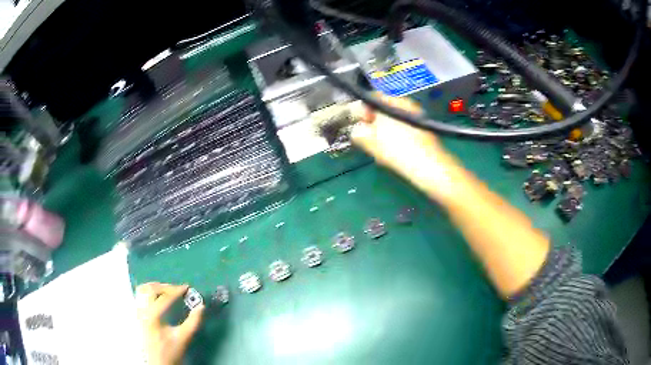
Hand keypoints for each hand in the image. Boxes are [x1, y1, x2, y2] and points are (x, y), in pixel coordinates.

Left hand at [136, 283, 204, 364]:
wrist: (158, 363)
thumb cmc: (170, 352)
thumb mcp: (183, 338)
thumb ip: (193, 322)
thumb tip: (201, 307)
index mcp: (152, 316)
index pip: (164, 298)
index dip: (176, 291)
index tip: (187, 288)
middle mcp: (142, 311)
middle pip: (150, 289)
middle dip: (165, 287)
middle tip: (178, 290)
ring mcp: (138, 312)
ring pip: (142, 290)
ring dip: (156, 287)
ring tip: (168, 291)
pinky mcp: (137, 315)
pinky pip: (141, 296)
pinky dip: (150, 292)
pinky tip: (158, 297)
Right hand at [350, 95, 460, 202]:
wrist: (429, 168)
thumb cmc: (398, 150)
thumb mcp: (372, 141)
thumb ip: (359, 132)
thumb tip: (357, 130)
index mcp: (395, 103)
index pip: (373, 98)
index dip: (362, 110)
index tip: (358, 125)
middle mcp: (408, 107)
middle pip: (383, 112)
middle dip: (373, 125)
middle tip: (367, 139)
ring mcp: (416, 121)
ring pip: (392, 124)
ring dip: (383, 135)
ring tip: (379, 150)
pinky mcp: (422, 135)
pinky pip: (403, 133)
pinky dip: (395, 141)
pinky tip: (392, 154)